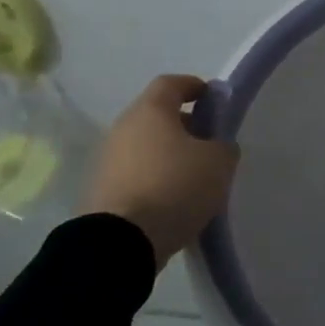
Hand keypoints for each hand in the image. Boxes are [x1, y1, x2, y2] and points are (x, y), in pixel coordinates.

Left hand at [84, 75, 238, 263]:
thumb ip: (223, 146)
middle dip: (184, 125)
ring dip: (168, 155)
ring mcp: (106, 161)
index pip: (171, 83)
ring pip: (144, 147)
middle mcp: (122, 129)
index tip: (213, 100)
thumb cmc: (174, 186)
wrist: (120, 243)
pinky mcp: (100, 192)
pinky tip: (173, 200)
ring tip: (194, 177)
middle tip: (209, 143)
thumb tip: (216, 147)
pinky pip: (135, 174)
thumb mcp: (219, 162)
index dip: (194, 86)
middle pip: (156, 116)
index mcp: (150, 111)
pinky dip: (154, 179)